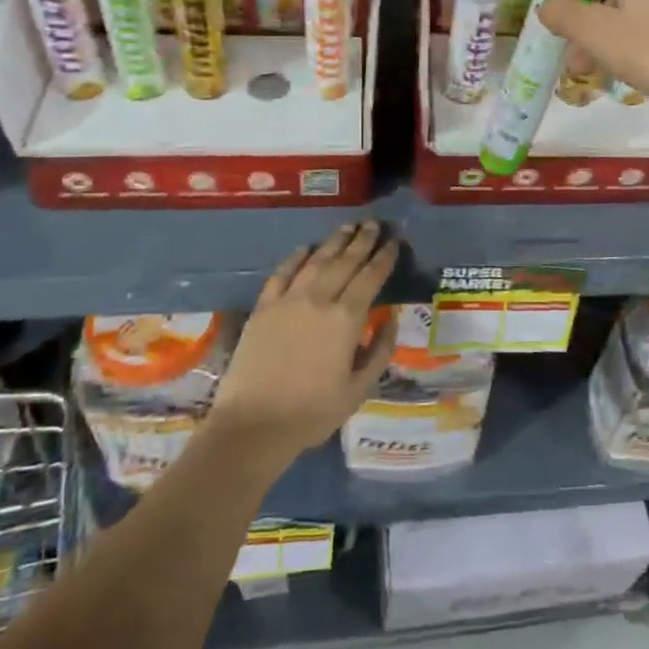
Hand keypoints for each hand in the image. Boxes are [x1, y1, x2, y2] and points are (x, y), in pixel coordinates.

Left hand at [206, 221, 399, 471]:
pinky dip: (296, 257)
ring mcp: (288, 300)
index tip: (394, 241)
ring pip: (316, 261)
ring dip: (334, 241)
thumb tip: (390, 319)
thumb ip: (379, 350)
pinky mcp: (264, 307)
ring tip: (348, 227)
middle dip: (362, 240)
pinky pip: (282, 273)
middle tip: (373, 223)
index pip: (371, 277)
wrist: (253, 425)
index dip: (384, 257)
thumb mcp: (359, 389)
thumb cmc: (312, 412)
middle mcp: (319, 299)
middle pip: (345, 261)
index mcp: (346, 319)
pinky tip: (305, 249)